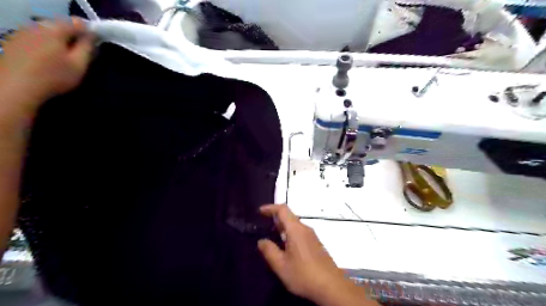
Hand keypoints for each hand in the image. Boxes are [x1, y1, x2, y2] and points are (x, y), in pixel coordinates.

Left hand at [0, 17, 94, 114]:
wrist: (17, 86)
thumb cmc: (54, 76)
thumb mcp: (79, 64)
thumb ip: (87, 48)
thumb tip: (92, 36)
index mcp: (55, 30)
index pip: (77, 23)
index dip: (89, 31)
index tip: (96, 43)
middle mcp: (37, 25)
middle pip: (60, 25)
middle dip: (73, 35)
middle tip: (82, 52)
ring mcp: (22, 32)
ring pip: (47, 31)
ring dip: (59, 39)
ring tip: (65, 56)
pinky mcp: (14, 41)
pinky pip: (36, 37)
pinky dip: (46, 43)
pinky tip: (48, 57)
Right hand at [258, 205, 346, 302]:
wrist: (332, 286)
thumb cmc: (304, 274)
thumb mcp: (281, 266)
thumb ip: (269, 251)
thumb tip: (261, 241)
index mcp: (296, 229)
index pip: (282, 209)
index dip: (270, 207)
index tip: (259, 211)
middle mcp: (305, 228)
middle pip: (289, 216)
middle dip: (275, 218)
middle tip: (262, 225)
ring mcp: (312, 236)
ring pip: (294, 225)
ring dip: (282, 227)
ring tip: (272, 236)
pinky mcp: (316, 244)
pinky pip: (300, 232)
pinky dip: (289, 233)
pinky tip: (285, 247)